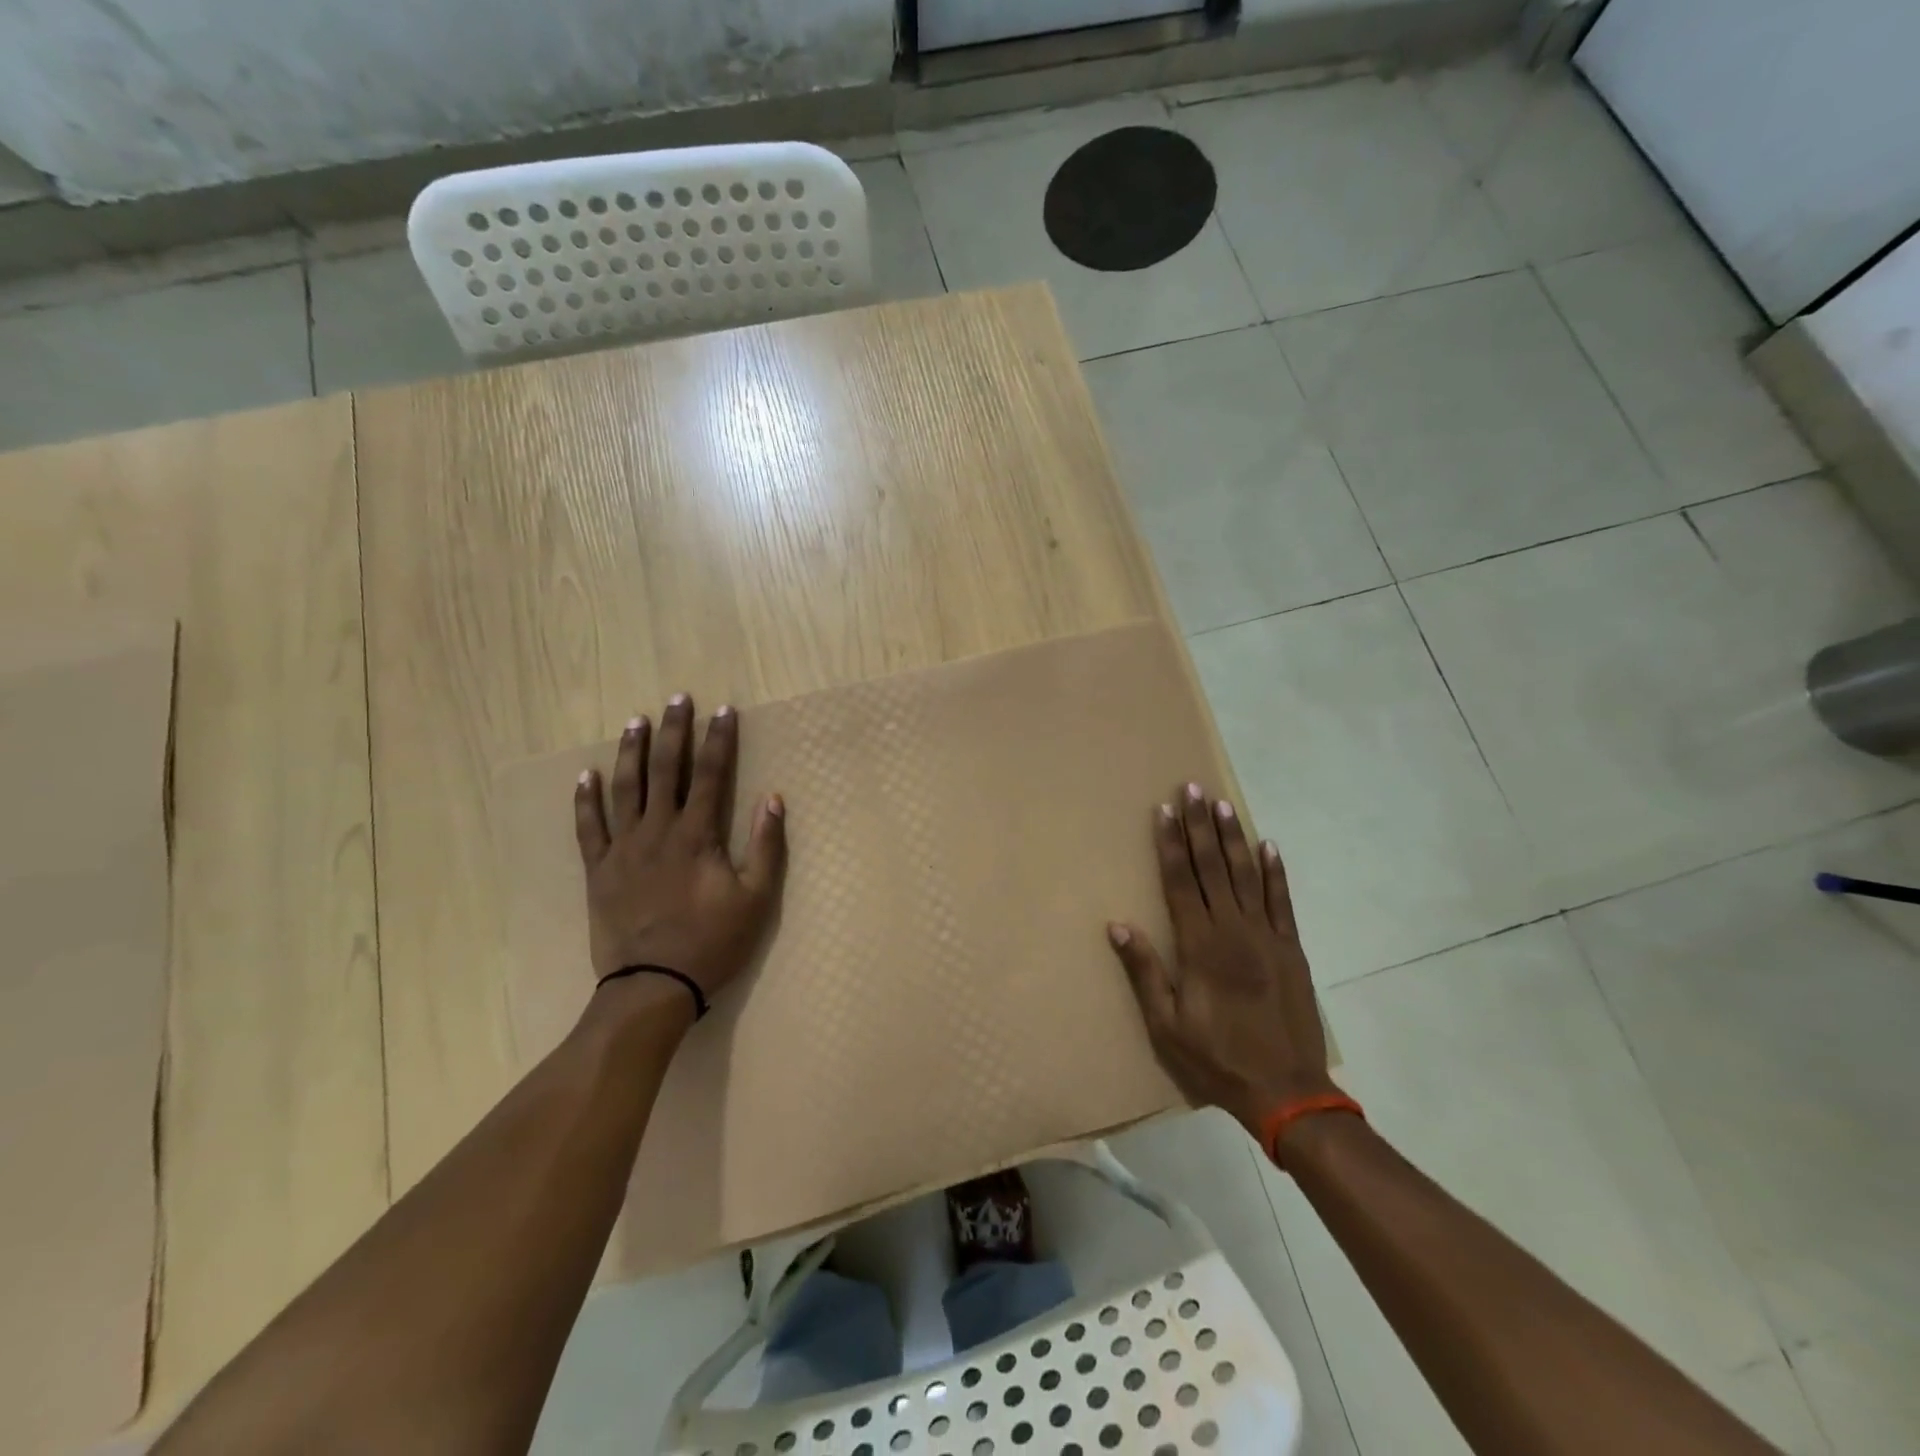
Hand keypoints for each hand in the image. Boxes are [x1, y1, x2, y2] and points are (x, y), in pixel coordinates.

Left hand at [573, 694, 786, 1009]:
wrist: (653, 985)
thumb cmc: (712, 942)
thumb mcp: (756, 899)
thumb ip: (766, 846)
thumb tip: (773, 799)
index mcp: (697, 835)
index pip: (711, 775)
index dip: (719, 740)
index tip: (724, 710)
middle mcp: (657, 830)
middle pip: (666, 770)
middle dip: (674, 732)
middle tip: (677, 699)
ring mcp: (623, 848)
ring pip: (624, 788)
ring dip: (631, 752)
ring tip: (635, 721)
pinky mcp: (599, 870)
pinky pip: (588, 827)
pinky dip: (585, 800)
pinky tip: (585, 775)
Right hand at [1107, 782, 1335, 1137]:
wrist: (1286, 1090)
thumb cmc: (1216, 1057)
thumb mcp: (1166, 1025)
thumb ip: (1145, 971)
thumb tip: (1117, 925)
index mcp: (1199, 946)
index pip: (1179, 881)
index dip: (1169, 844)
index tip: (1163, 809)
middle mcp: (1232, 930)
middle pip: (1212, 867)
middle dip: (1199, 826)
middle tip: (1193, 788)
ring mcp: (1266, 936)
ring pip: (1247, 875)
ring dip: (1233, 838)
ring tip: (1223, 804)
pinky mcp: (1291, 948)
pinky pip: (1282, 901)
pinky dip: (1275, 871)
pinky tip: (1268, 845)